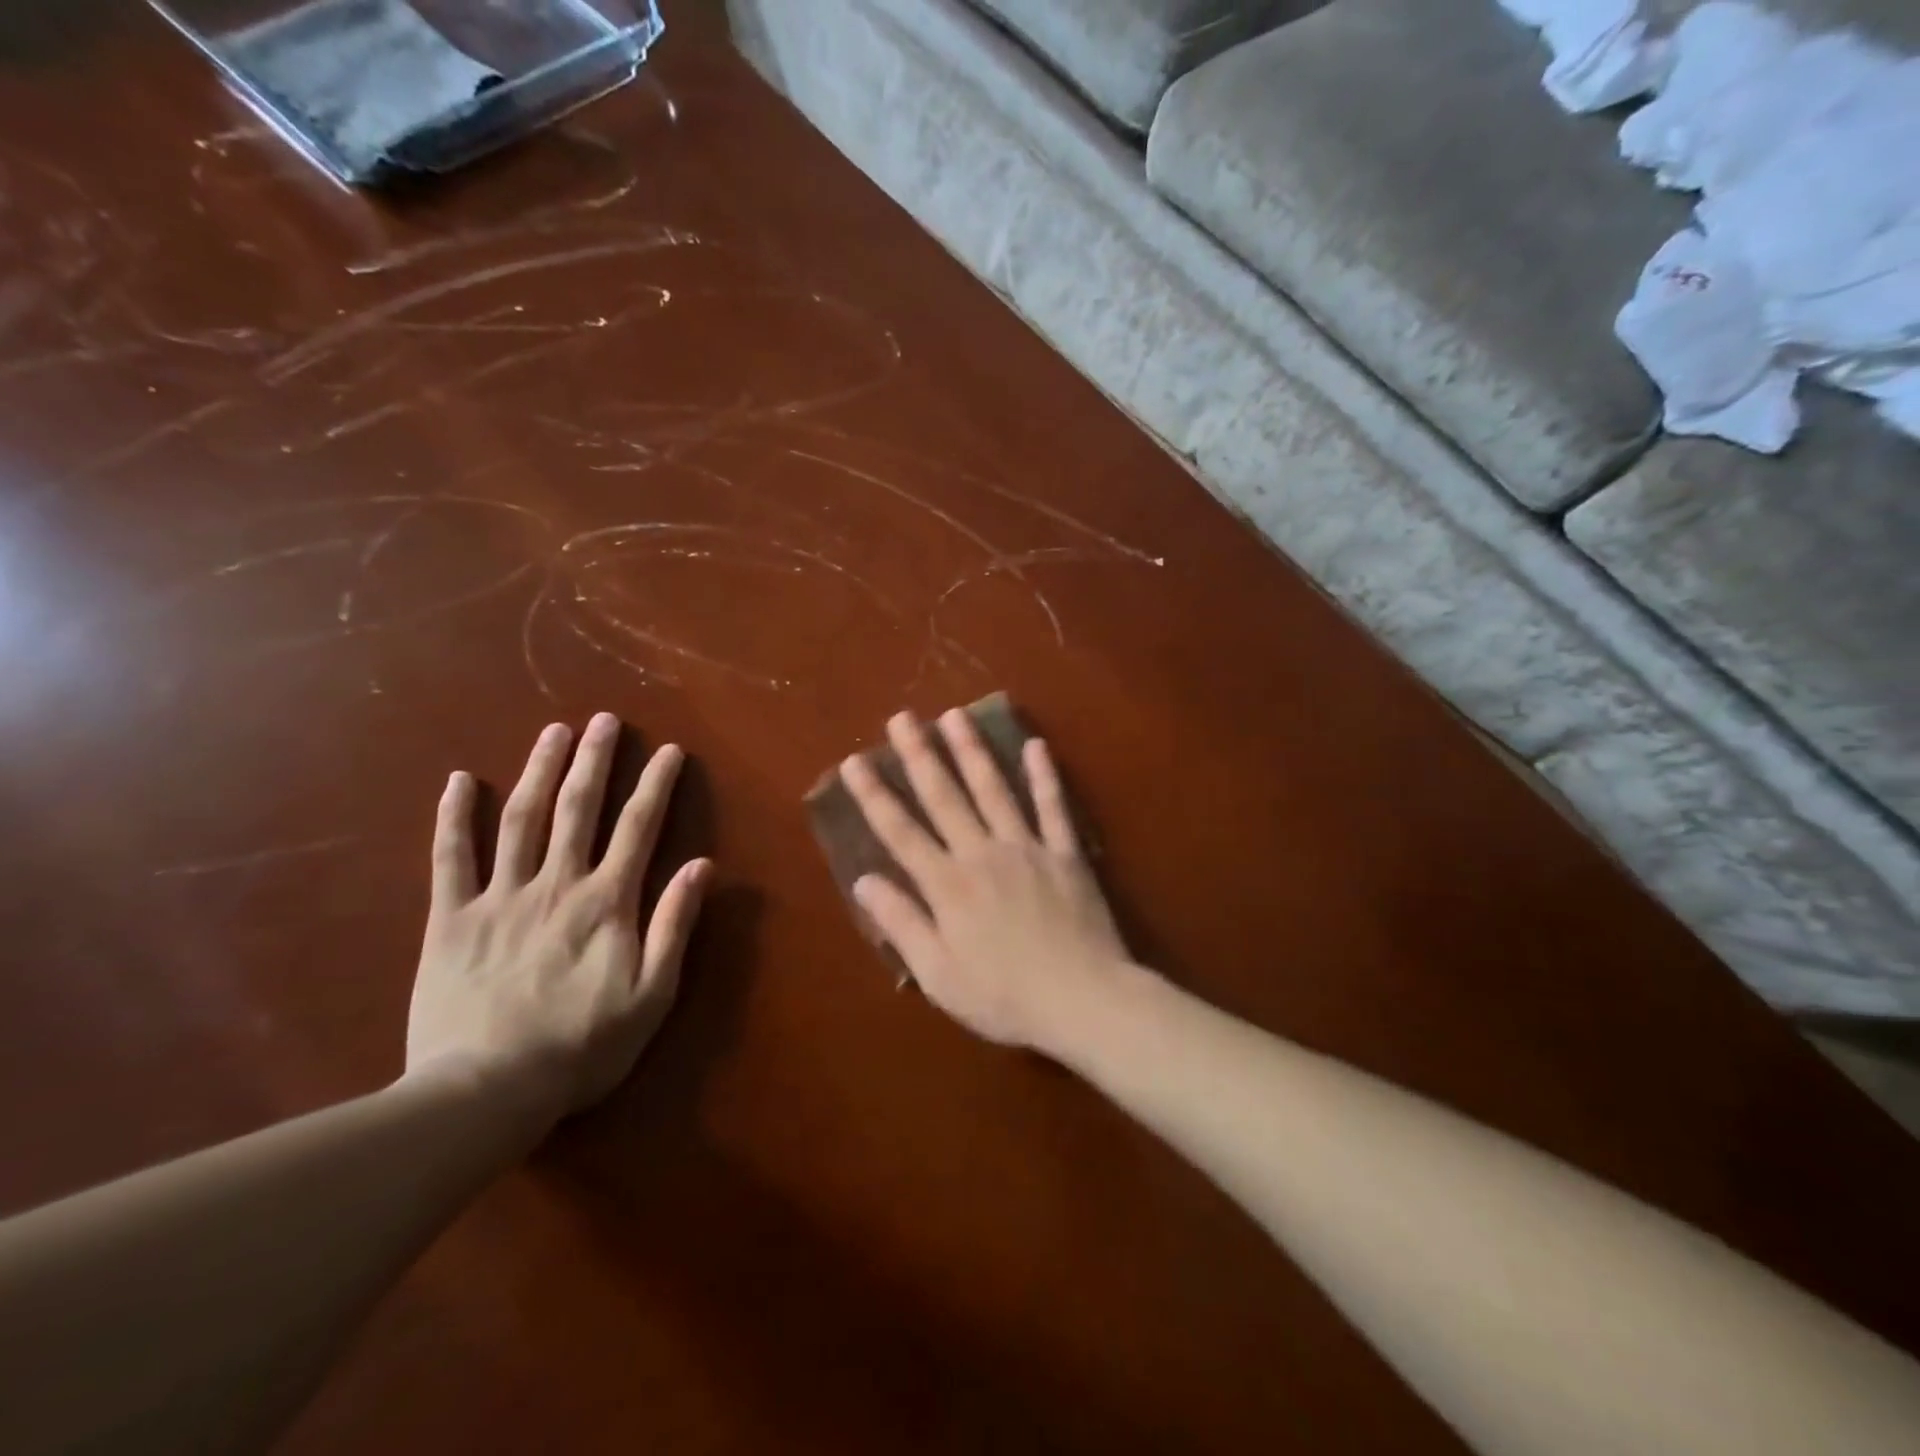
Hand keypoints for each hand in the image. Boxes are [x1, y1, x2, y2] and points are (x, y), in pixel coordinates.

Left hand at [406, 713, 710, 1118]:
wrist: (485, 1092)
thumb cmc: (582, 1046)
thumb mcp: (652, 994)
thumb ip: (675, 925)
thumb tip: (702, 866)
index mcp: (606, 902)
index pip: (638, 829)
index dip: (655, 786)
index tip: (668, 751)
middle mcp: (556, 885)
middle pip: (577, 810)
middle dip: (593, 760)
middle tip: (603, 720)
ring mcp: (499, 897)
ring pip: (520, 820)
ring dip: (538, 770)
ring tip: (552, 731)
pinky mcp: (450, 919)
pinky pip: (450, 858)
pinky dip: (454, 816)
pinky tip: (459, 780)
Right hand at [840, 710, 1130, 1050]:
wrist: (1083, 999)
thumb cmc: (1004, 996)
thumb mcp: (938, 975)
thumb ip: (902, 923)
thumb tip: (864, 881)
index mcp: (947, 884)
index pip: (901, 831)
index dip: (875, 795)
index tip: (855, 760)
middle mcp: (982, 853)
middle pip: (944, 796)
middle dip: (919, 755)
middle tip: (902, 717)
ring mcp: (1027, 847)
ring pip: (993, 789)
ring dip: (972, 750)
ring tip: (955, 715)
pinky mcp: (1065, 853)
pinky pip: (1053, 807)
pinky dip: (1045, 775)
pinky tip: (1035, 745)